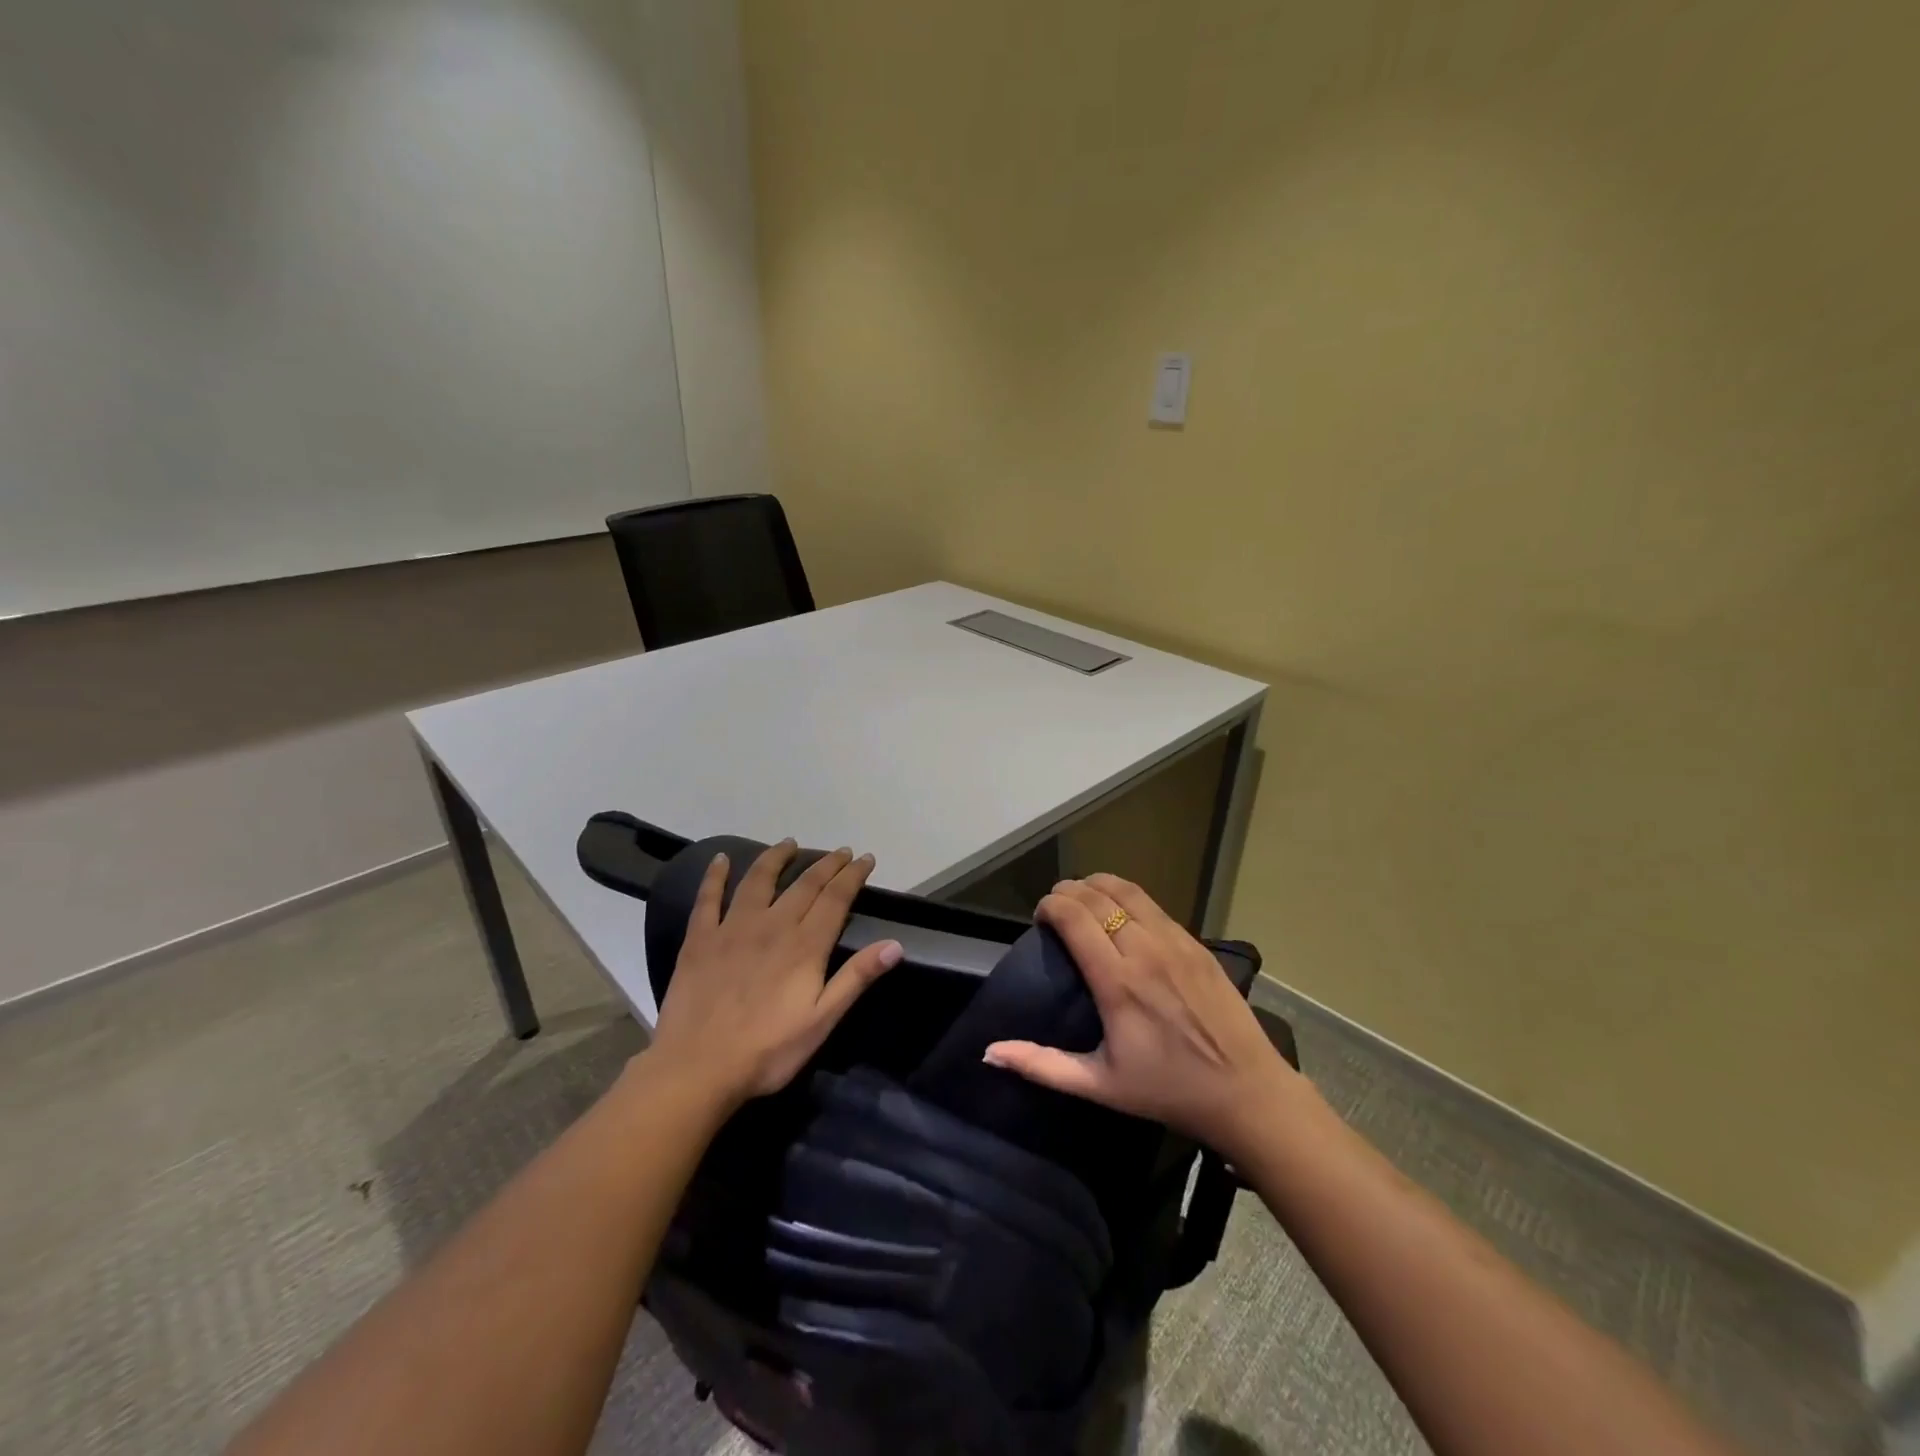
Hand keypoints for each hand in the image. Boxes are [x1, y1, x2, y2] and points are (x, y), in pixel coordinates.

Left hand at [648, 841, 901, 1109]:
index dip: (852, 876)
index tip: (865, 858)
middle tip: (840, 851)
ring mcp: (732, 928)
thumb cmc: (768, 1051)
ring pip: (759, 880)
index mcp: (805, 946)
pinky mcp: (700, 939)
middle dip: (826, 864)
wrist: (697, 1069)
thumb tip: (895, 945)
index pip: (835, 899)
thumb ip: (856, 978)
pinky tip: (721, 859)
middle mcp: (772, 925)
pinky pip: (708, 898)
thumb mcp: (822, 1021)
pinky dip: (715, 876)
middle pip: (805, 885)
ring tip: (789, 843)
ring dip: (777, 858)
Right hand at [982, 874, 1301, 1156]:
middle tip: (1055, 906)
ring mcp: (1175, 942)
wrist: (1247, 1093)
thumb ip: (1042, 1065)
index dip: (1050, 906)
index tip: (1039, 917)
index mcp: (1118, 982)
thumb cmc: (1168, 1090)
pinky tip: (1120, 910)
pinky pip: (1154, 905)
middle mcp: (1145, 951)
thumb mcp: (1100, 1085)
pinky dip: (1127, 897)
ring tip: (1083, 898)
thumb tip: (990, 1053)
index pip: (1074, 917)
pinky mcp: (1197, 944)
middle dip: (1068, 891)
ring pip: (1128, 891)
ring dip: (1098, 886)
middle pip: (1097, 896)